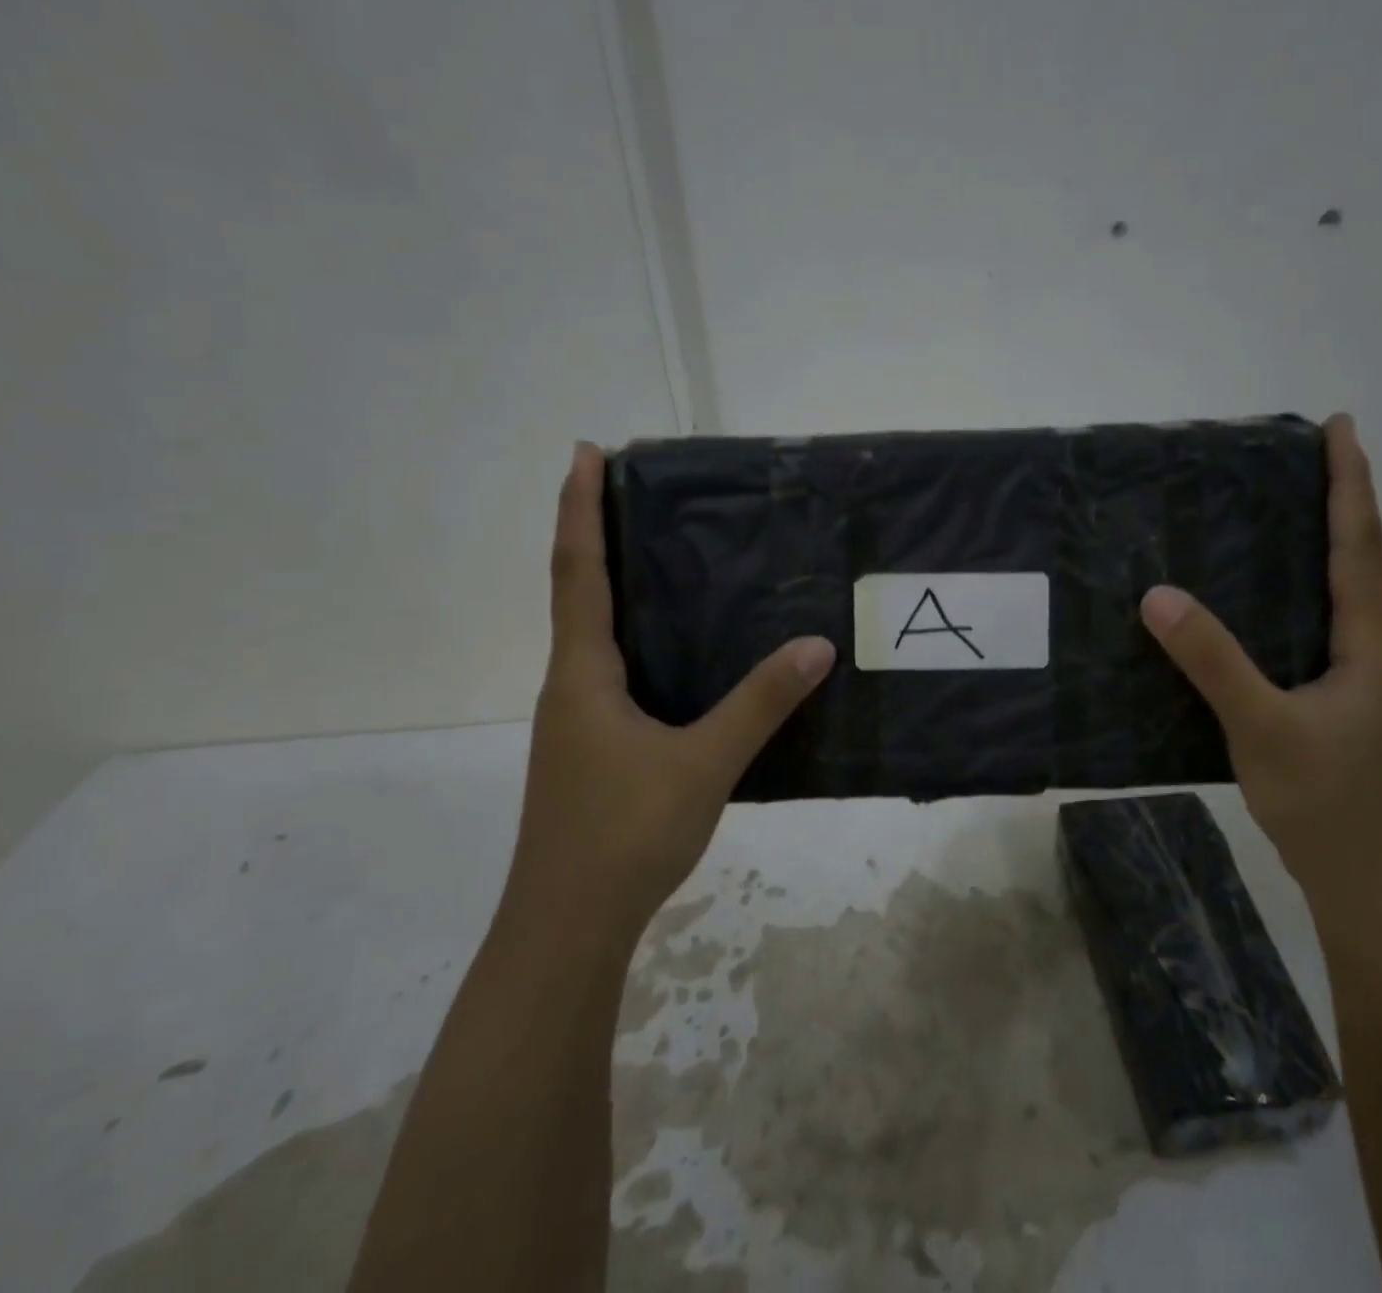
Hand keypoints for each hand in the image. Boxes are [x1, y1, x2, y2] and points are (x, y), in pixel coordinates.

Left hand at [501, 442, 835, 949]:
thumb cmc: (623, 835)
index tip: (585, 453)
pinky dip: (636, 639)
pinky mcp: (592, 749)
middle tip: (639, 493)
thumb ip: (760, 703)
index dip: (580, 510)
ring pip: (595, 636)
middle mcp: (570, 687)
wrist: (566, 927)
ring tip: (665, 559)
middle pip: (579, 593)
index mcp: (582, 675)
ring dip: (616, 588)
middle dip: (600, 536)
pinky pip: (613, 671)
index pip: (579, 572)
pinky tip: (679, 654)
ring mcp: (577, 721)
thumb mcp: (702, 764)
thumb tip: (816, 645)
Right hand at [1139, 414, 1381, 899]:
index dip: (1350, 484)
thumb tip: (1158, 595)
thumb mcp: (1263, 727)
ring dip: (1318, 544)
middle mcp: (1371, 649)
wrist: (1364, 877)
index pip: (1359, 546)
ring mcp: (1355, 676)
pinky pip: (1312, 624)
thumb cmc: (1326, 801)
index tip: (1340, 427)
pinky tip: (1254, 599)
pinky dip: (1294, 591)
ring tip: (1275, 511)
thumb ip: (1213, 661)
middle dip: (1337, 501)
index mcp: (1369, 643)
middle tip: (1299, 458)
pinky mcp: (1333, 699)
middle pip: (1357, 559)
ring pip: (1337, 593)